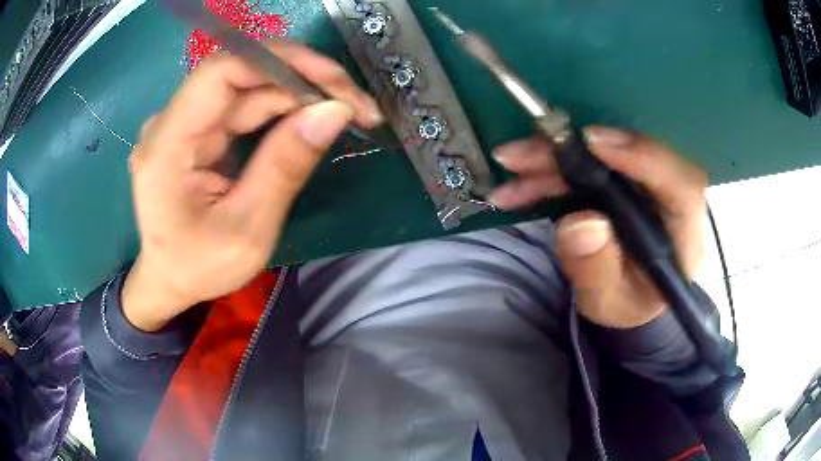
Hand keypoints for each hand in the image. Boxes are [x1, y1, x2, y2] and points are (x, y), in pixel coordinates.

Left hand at [123, 41, 383, 331]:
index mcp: (169, 144)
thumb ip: (284, 168)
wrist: (166, 280)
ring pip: (250, 87)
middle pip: (243, 74)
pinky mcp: (198, 129)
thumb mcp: (247, 231)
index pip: (224, 70)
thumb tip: (335, 111)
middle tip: (358, 106)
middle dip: (304, 81)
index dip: (282, 62)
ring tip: (346, 113)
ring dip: (300, 94)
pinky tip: (312, 120)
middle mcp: (172, 121)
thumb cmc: (197, 267)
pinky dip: (284, 108)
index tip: (335, 83)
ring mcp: (185, 122)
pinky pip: (244, 105)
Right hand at [490, 127, 707, 327]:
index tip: (593, 142)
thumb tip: (580, 223)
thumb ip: (598, 270)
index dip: (642, 155)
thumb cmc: (627, 303)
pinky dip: (550, 171)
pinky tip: (518, 185)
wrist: (629, 298)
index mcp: (683, 230)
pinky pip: (585, 165)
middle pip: (631, 156)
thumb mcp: (610, 301)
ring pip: (602, 156)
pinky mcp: (618, 180)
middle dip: (574, 152)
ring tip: (511, 167)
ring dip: (553, 158)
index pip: (679, 183)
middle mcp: (666, 196)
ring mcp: (641, 183)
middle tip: (524, 155)